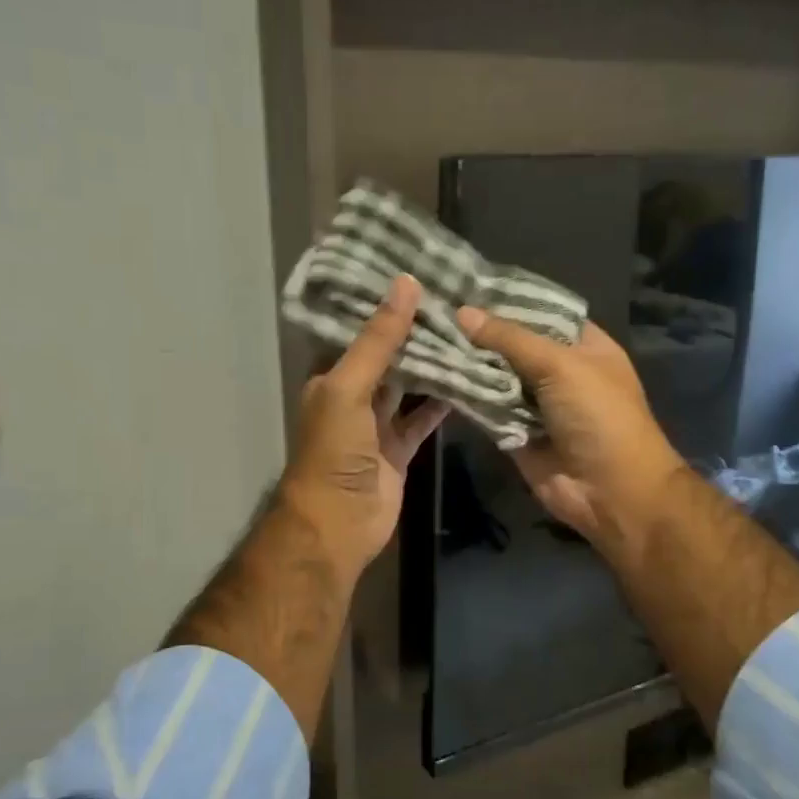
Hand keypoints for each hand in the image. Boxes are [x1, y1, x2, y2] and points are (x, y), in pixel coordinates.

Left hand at [281, 273, 449, 579]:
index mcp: (331, 378)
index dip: (384, 306)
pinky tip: (468, 380)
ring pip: (408, 387)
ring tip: (466, 331)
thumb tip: (405, 283)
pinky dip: (441, 403)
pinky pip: (422, 419)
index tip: (419, 275)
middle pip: (386, 358)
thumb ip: (378, 340)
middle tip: (453, 299)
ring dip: (431, 366)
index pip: (358, 332)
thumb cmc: (334, 450)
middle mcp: (352, 397)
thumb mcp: (349, 387)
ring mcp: (376, 426)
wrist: (339, 522)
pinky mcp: (399, 450)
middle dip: (413, 333)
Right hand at [455, 309, 687, 560]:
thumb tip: (463, 313)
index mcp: (582, 345)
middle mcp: (557, 370)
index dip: (505, 299)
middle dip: (477, 331)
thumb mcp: (561, 365)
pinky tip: (431, 372)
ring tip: (421, 334)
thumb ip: (510, 339)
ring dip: (465, 362)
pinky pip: (485, 408)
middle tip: (431, 309)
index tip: (462, 284)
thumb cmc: (599, 416)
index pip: (539, 312)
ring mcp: (534, 403)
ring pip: (494, 376)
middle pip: (511, 344)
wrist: (610, 490)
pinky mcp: (513, 432)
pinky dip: (463, 395)